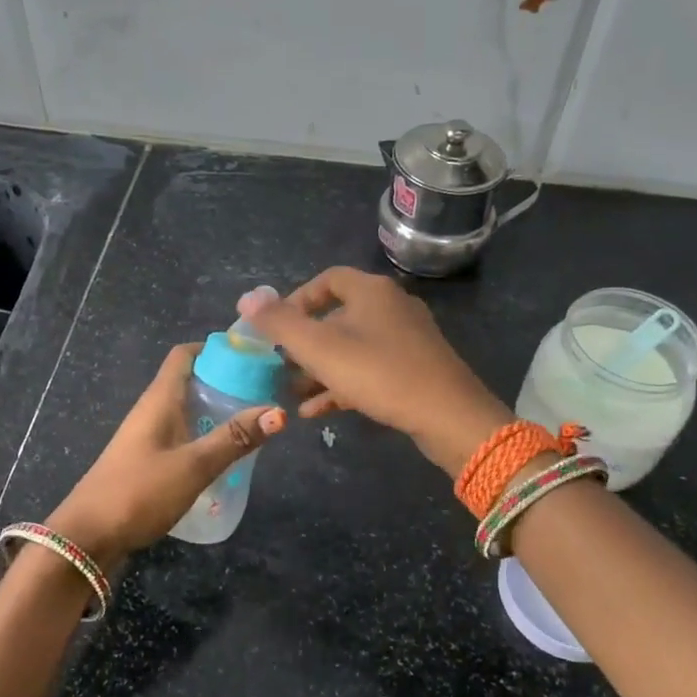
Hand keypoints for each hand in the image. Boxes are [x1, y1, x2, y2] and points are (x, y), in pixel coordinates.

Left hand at [46, 343, 285, 570]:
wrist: (86, 539)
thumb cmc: (139, 492)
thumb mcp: (193, 465)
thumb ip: (234, 438)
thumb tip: (279, 411)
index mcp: (159, 400)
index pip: (185, 355)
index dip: (215, 348)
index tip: (251, 355)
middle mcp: (151, 411)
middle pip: (189, 381)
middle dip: (225, 381)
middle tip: (264, 390)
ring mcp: (146, 437)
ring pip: (186, 410)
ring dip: (216, 410)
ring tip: (253, 421)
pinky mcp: (146, 462)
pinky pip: (181, 436)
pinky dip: (204, 435)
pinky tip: (224, 454)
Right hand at [242, 267, 509, 476]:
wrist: (449, 416)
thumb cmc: (380, 374)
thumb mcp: (321, 349)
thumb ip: (281, 324)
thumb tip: (246, 299)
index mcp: (372, 291)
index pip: (327, 280)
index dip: (296, 301)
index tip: (275, 328)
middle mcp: (391, 307)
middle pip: (337, 317)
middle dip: (304, 343)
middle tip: (279, 366)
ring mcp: (406, 339)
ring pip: (352, 348)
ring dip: (319, 369)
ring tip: (291, 393)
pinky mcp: (415, 369)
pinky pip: (369, 370)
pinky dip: (342, 385)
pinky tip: (316, 412)